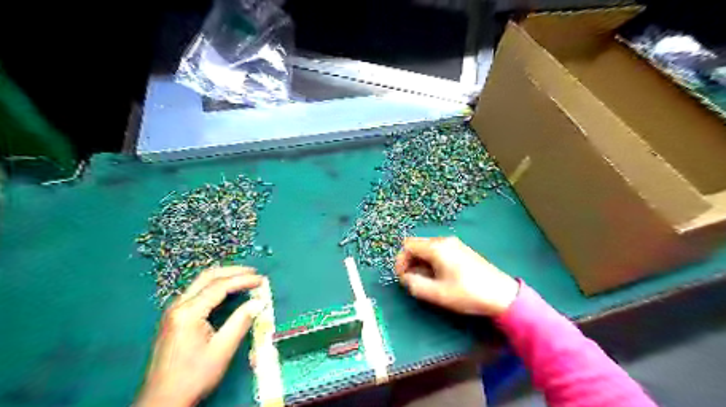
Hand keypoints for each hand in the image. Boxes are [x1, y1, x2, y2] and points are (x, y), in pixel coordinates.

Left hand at [135, 267, 263, 405]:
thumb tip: (260, 302)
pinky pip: (197, 292)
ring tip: (245, 279)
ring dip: (224, 277)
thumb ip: (241, 321)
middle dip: (233, 271)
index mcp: (188, 312)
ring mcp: (173, 311)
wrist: (162, 401)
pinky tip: (227, 292)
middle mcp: (177, 305)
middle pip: (207, 277)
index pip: (220, 286)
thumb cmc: (193, 376)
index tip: (262, 280)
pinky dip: (215, 287)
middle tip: (254, 273)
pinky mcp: (174, 318)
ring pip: (201, 282)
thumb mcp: (222, 350)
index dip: (243, 280)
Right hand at [395, 235, 517, 317]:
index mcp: (437, 248)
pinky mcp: (461, 250)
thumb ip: (415, 285)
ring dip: (421, 263)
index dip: (401, 261)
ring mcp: (454, 244)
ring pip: (427, 249)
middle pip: (417, 245)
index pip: (408, 246)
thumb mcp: (438, 294)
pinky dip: (432, 262)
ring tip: (427, 282)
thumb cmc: (468, 294)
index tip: (403, 279)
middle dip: (410, 262)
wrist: (502, 295)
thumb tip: (406, 278)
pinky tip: (440, 277)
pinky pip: (439, 251)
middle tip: (413, 281)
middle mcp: (444, 241)